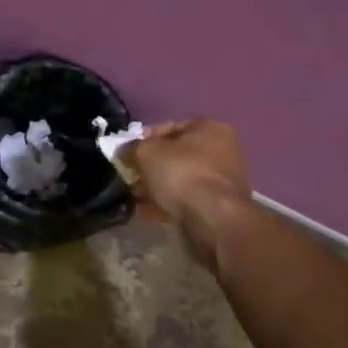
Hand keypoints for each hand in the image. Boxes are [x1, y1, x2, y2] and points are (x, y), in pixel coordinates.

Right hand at [127, 120, 253, 235]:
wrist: (214, 221)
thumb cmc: (183, 174)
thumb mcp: (146, 152)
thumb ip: (131, 148)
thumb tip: (123, 152)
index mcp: (210, 128)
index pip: (169, 127)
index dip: (143, 139)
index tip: (126, 154)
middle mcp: (223, 150)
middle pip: (176, 155)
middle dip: (150, 167)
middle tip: (131, 178)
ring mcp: (223, 180)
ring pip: (180, 179)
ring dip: (158, 187)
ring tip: (137, 197)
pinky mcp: (220, 207)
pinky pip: (187, 200)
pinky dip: (169, 204)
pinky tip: (150, 213)